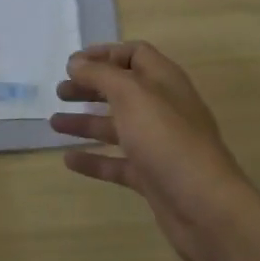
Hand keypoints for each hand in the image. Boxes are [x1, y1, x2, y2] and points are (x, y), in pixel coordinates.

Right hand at [51, 42, 259, 260]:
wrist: (205, 206)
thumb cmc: (167, 139)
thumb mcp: (131, 95)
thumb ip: (101, 74)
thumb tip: (77, 62)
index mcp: (164, 81)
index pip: (135, 55)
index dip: (104, 54)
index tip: (73, 63)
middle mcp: (162, 108)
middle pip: (122, 90)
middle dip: (90, 87)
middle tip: (60, 91)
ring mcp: (157, 144)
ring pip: (116, 127)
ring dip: (85, 122)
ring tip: (54, 123)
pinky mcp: (151, 176)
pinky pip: (117, 162)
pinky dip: (93, 159)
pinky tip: (68, 160)